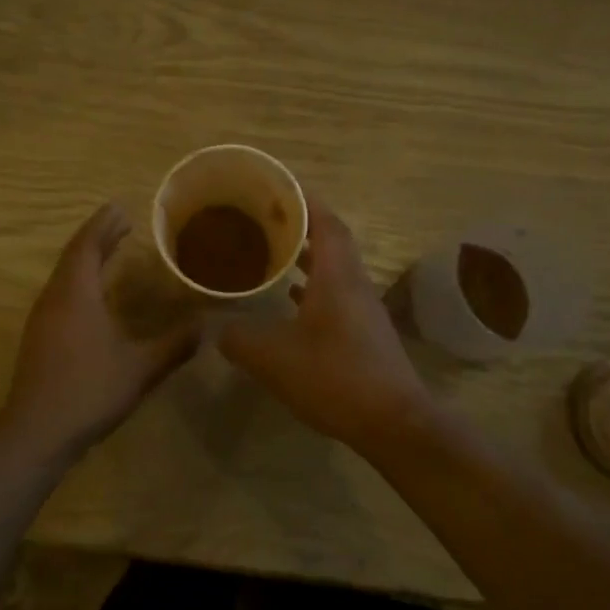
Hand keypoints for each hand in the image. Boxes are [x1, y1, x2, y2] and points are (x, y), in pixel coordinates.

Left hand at [0, 203, 200, 462]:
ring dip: (87, 259)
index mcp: (75, 295)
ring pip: (64, 276)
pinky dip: (79, 281)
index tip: (121, 208)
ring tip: (111, 252)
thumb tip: (208, 325)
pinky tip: (94, 296)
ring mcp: (42, 319)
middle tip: (122, 224)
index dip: (103, 225)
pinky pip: (60, 293)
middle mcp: (54, 299)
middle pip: (73, 256)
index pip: (87, 245)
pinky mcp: (39, 338)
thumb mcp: (140, 368)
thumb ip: (174, 344)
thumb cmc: (89, 392)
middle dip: (97, 237)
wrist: (36, 433)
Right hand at [218, 204, 435, 451]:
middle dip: (300, 225)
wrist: (392, 422)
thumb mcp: (273, 358)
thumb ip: (239, 338)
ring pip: (334, 270)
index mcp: (336, 276)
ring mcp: (363, 310)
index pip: (325, 222)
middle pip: (331, 241)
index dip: (303, 200)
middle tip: (264, 219)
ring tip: (271, 253)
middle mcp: (354, 284)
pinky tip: (290, 302)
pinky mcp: (364, 334)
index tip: (277, 187)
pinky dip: (312, 289)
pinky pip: (336, 296)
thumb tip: (216, 329)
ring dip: (306, 258)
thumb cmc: (334, 377)